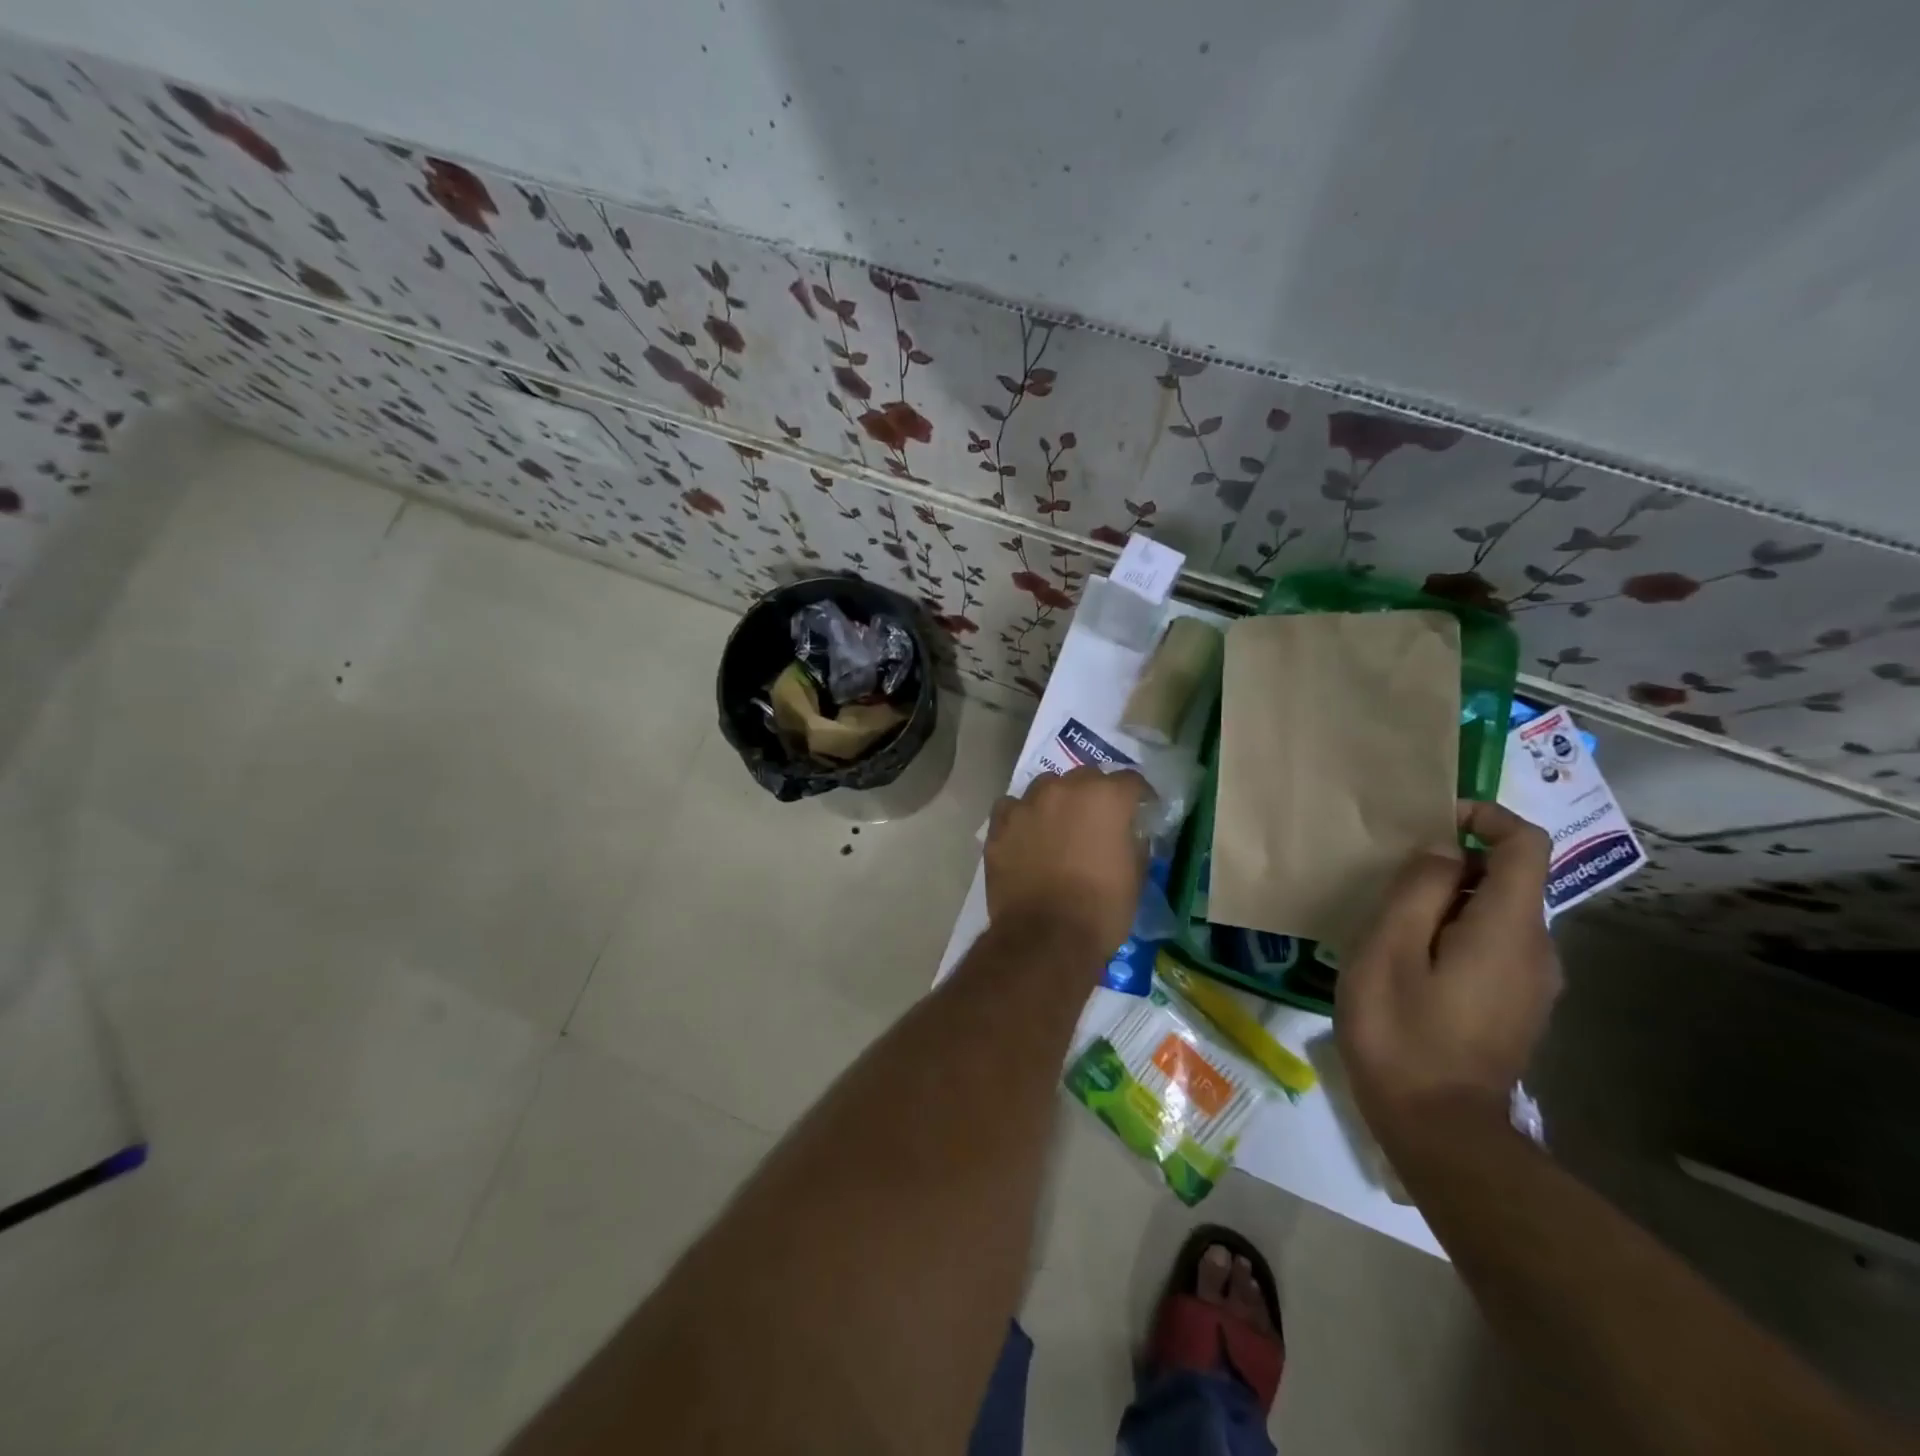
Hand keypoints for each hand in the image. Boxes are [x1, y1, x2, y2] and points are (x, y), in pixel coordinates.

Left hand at [985, 767, 1148, 964]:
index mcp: (1106, 797)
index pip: (1130, 780)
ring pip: (1046, 787)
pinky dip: (1022, 817)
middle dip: (1095, 794)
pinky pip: (1012, 808)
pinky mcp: (1000, 825)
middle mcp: (1065, 788)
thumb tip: (1127, 832)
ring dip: (1056, 801)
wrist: (1046, 938)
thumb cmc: (1101, 909)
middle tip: (1098, 821)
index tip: (1142, 810)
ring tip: (1058, 826)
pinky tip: (1025, 835)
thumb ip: (1133, 841)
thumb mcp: (1136, 875)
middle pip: (1085, 777)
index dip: (1138, 796)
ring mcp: (1028, 804)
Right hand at [1335, 800, 1559, 1152]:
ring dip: (1450, 901)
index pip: (1526, 843)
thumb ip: (1419, 889)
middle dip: (1454, 864)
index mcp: (1510, 927)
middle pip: (1510, 877)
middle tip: (1392, 883)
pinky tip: (1413, 963)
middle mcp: (1538, 949)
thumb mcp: (1388, 948)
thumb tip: (1444, 851)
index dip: (1485, 816)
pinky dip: (1458, 932)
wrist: (1438, 1128)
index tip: (1433, 822)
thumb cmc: (1401, 1031)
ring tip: (1394, 924)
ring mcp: (1534, 982)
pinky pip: (1495, 945)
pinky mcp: (1519, 1005)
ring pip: (1499, 913)